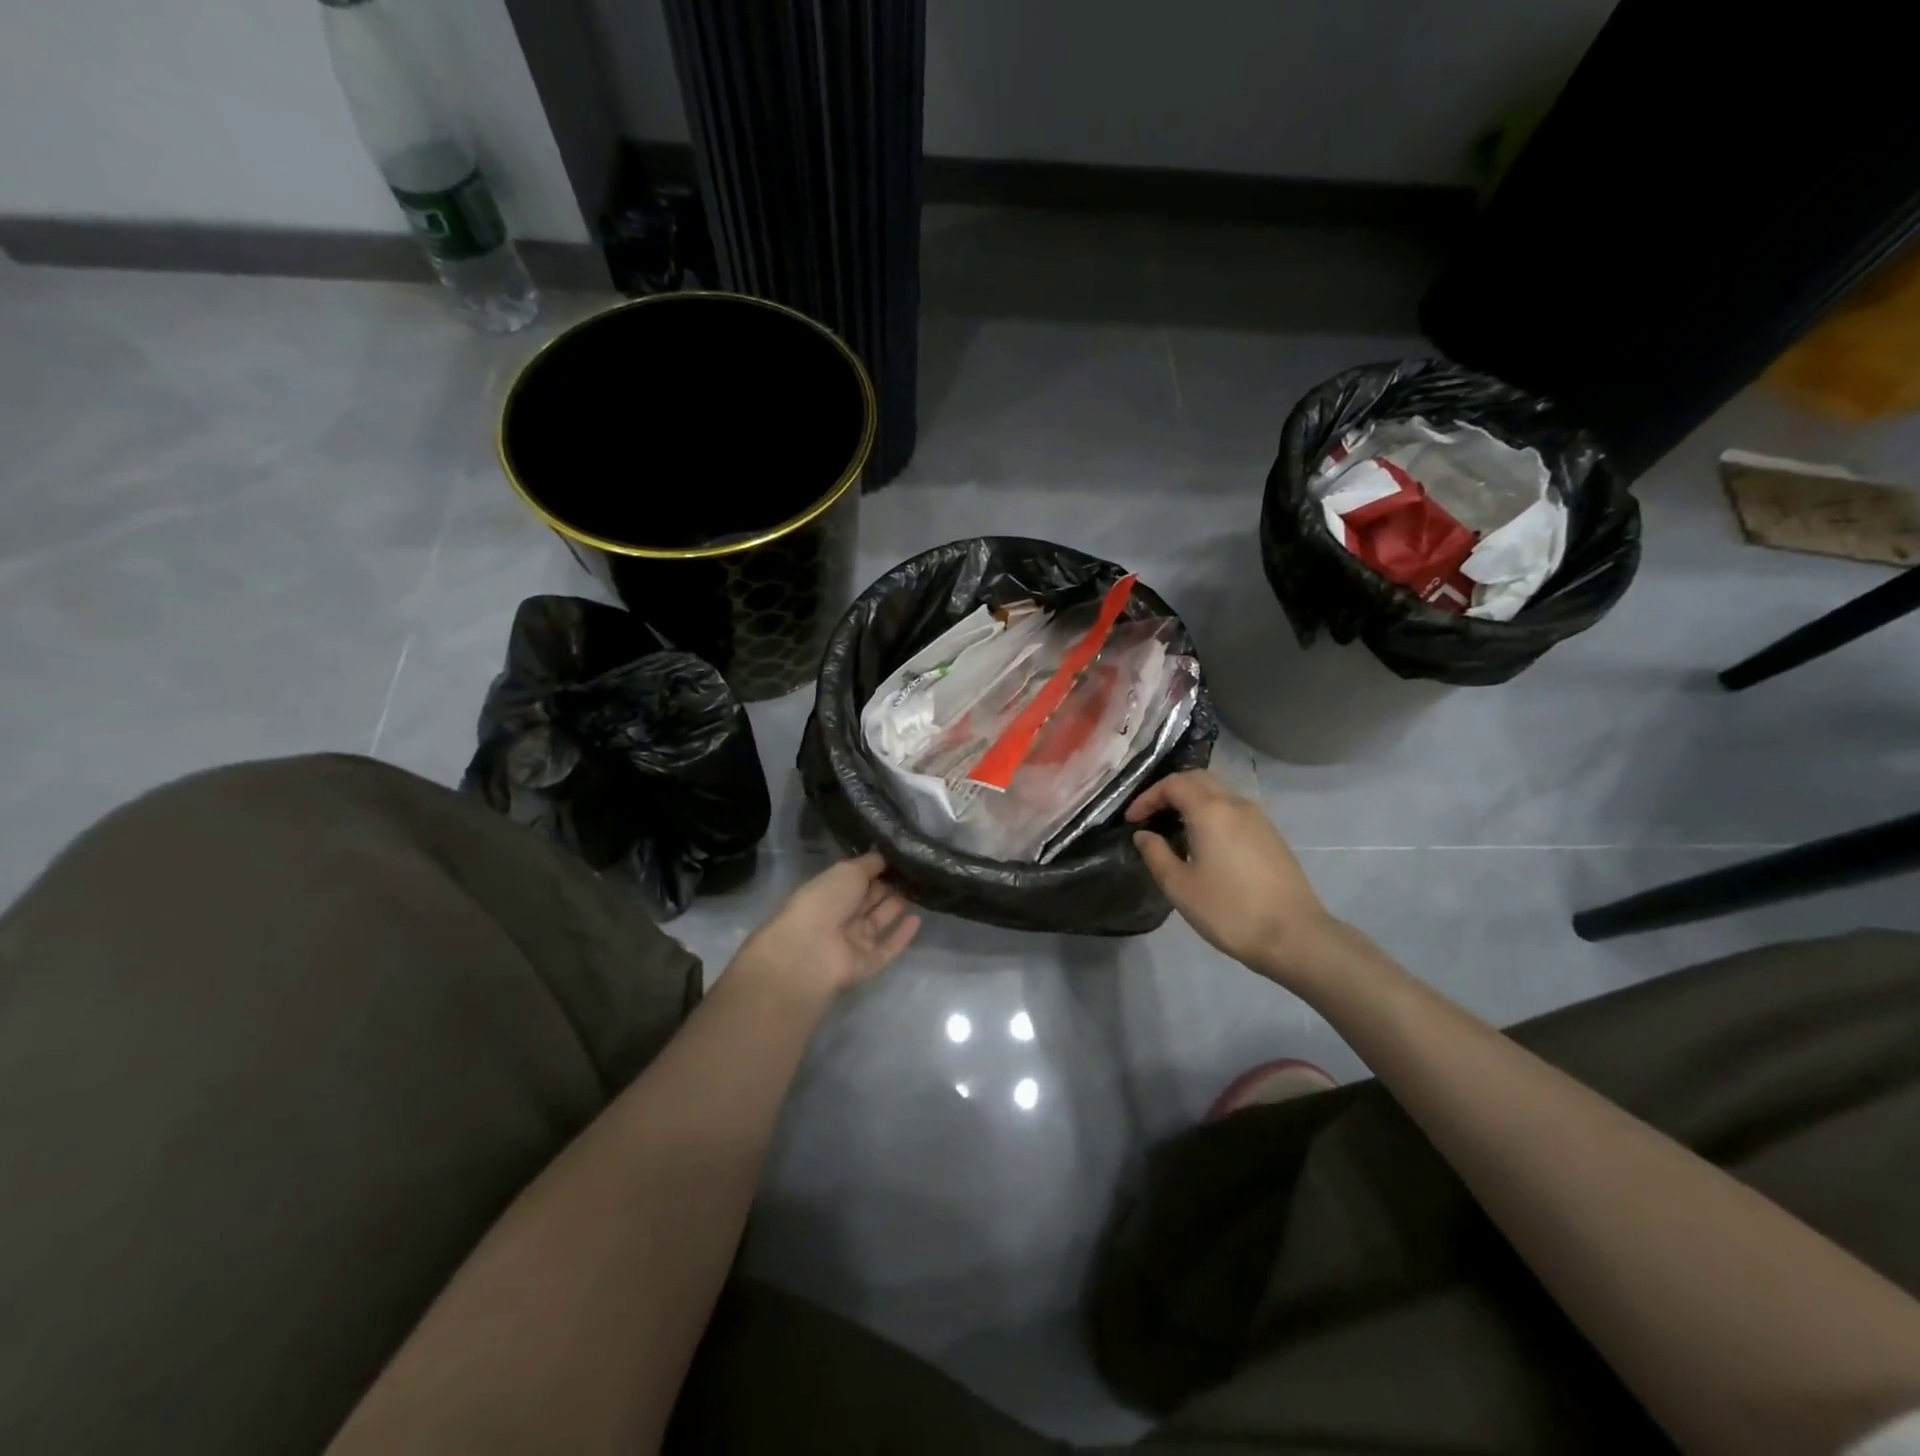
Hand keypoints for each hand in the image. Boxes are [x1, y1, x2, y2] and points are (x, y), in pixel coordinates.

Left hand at [728, 851, 921, 999]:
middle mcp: (839, 916)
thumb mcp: (848, 871)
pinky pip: (888, 947)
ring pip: (878, 922)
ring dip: (894, 908)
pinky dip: (902, 934)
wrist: (812, 950)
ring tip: (918, 892)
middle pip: (867, 900)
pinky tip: (918, 919)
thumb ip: (870, 863)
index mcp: (828, 892)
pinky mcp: (867, 963)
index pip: (854, 879)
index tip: (898, 859)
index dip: (874, 870)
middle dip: (886, 887)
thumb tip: (885, 856)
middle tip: (912, 873)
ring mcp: (853, 941)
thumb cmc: (825, 901)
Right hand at [1127, 770, 1338, 984]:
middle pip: (1198, 779)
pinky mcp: (1271, 835)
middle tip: (1151, 815)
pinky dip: (1212, 813)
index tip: (1132, 820)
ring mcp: (1259, 818)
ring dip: (1193, 800)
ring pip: (1219, 792)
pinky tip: (1205, 842)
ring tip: (1175, 828)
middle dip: (1170, 791)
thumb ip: (1156, 854)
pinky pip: (1234, 810)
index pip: (1173, 784)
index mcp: (1210, 811)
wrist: (1295, 936)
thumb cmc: (1229, 911)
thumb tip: (1143, 834)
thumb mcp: (1180, 887)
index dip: (1147, 797)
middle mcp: (1236, 804)